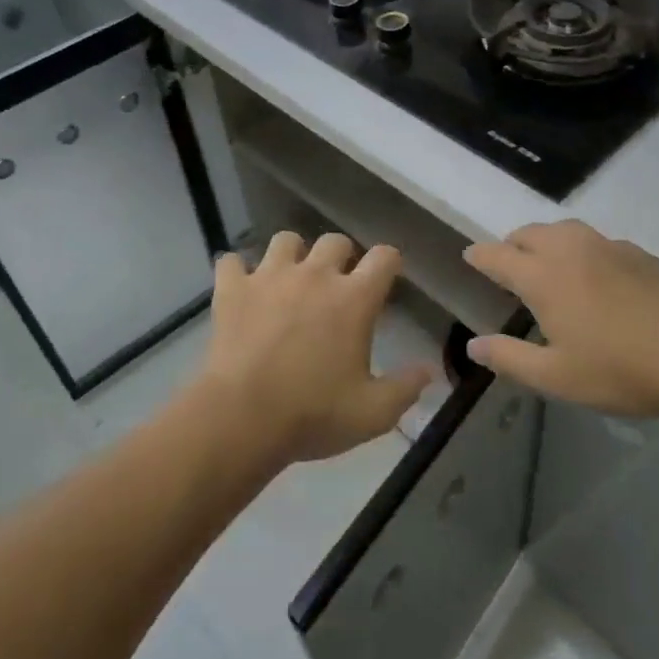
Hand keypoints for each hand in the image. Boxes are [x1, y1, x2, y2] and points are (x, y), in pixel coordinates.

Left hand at [189, 231, 430, 468]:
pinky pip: (231, 261)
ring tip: (290, 279)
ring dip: (292, 255)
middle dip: (341, 257)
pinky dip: (237, 272)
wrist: (242, 418)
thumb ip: (405, 388)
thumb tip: (428, 370)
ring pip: (285, 240)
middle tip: (337, 285)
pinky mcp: (233, 289)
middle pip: (335, 241)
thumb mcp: (373, 413)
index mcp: (354, 298)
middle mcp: (315, 275)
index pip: (384, 257)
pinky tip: (241, 288)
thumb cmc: (314, 414)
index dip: (389, 262)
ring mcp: (270, 277)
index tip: (388, 276)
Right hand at [462, 220, 658, 417]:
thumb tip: (472, 345)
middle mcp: (570, 251)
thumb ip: (509, 358)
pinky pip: (597, 241)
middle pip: (529, 233)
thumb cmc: (618, 369)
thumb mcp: (555, 376)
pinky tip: (596, 273)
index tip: (470, 256)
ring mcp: (607, 247)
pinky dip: (582, 249)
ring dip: (546, 239)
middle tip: (508, 262)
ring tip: (547, 260)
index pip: (498, 256)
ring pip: (564, 229)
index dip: (480, 255)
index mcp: (542, 277)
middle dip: (512, 243)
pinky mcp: (638, 253)